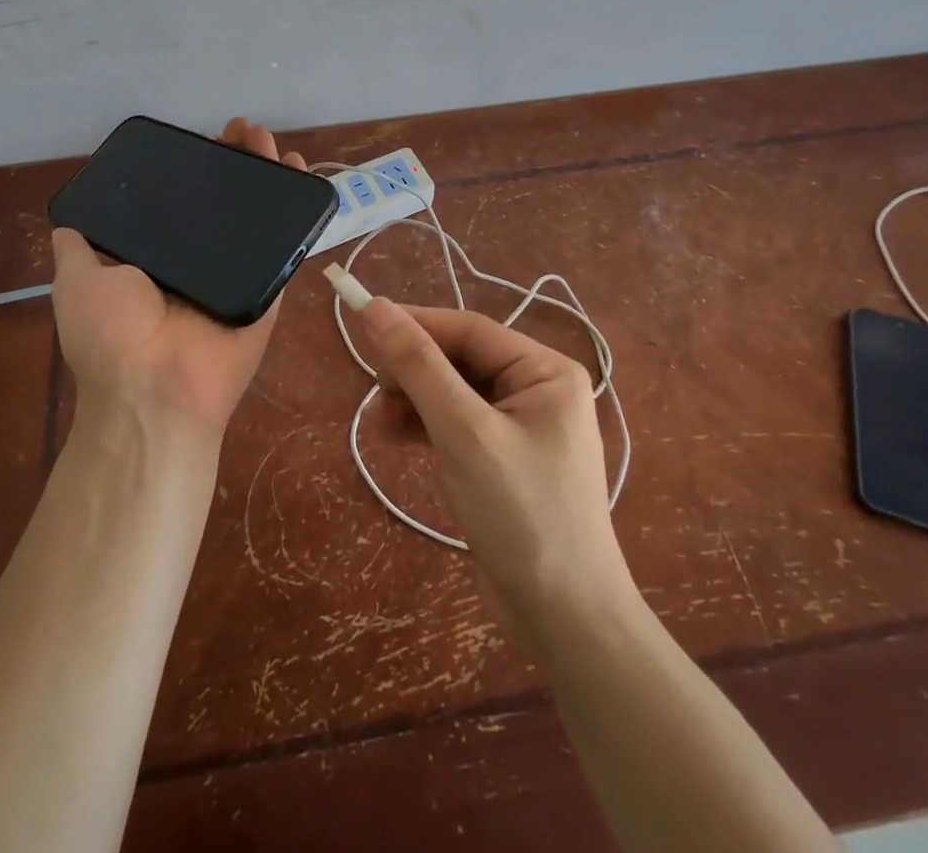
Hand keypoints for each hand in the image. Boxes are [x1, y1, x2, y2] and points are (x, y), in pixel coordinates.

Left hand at [50, 119, 307, 445]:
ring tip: (268, 138)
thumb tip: (68, 223)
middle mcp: (199, 261)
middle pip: (223, 201)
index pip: (180, 201)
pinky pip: (287, 243)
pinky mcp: (270, 286)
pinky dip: (299, 210)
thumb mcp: (77, 280)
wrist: (155, 389)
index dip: (191, 169)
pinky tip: (302, 172)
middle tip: (242, 131)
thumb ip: (77, 248)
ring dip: (266, 174)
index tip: (202, 139)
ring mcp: (238, 272)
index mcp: (158, 258)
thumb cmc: (111, 333)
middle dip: (234, 162)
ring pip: (257, 214)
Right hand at [356, 299, 632, 640]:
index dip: (415, 323)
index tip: (363, 323)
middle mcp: (536, 390)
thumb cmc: (522, 513)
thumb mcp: (464, 432)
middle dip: (413, 371)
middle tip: (373, 388)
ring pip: (452, 392)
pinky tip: (391, 438)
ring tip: (376, 423)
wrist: (564, 620)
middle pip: (459, 360)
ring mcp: (520, 427)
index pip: (469, 330)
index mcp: (545, 371)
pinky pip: (455, 425)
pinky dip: (423, 427)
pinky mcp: (502, 460)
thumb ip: (420, 366)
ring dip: (412, 401)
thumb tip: (376, 308)